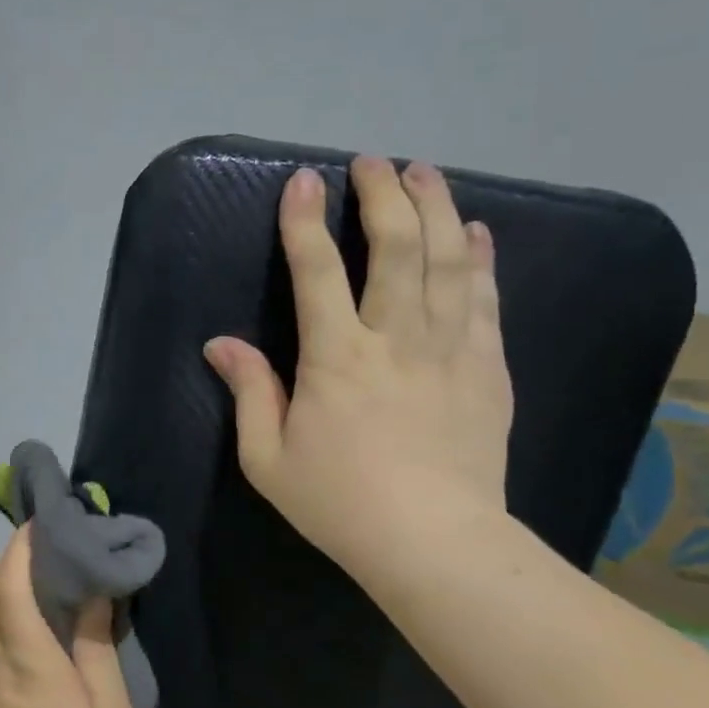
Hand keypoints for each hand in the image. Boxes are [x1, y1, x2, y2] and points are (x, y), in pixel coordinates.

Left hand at [0, 526, 135, 707]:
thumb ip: (95, 647)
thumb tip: (92, 595)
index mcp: (27, 656)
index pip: (12, 581)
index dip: (22, 545)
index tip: (44, 521)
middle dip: (13, 555)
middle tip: (49, 540)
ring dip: (6, 583)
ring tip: (43, 573)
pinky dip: (3, 613)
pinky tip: (28, 622)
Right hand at [203, 158, 512, 580]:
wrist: (434, 544)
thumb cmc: (340, 503)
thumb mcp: (268, 458)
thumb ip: (249, 393)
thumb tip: (221, 344)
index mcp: (336, 359)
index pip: (317, 271)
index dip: (305, 222)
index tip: (304, 181)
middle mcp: (395, 339)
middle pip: (395, 247)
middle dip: (383, 195)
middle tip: (373, 163)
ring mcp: (449, 350)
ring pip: (447, 261)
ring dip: (435, 208)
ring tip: (425, 173)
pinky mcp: (487, 369)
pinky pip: (486, 300)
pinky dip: (480, 259)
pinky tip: (475, 232)